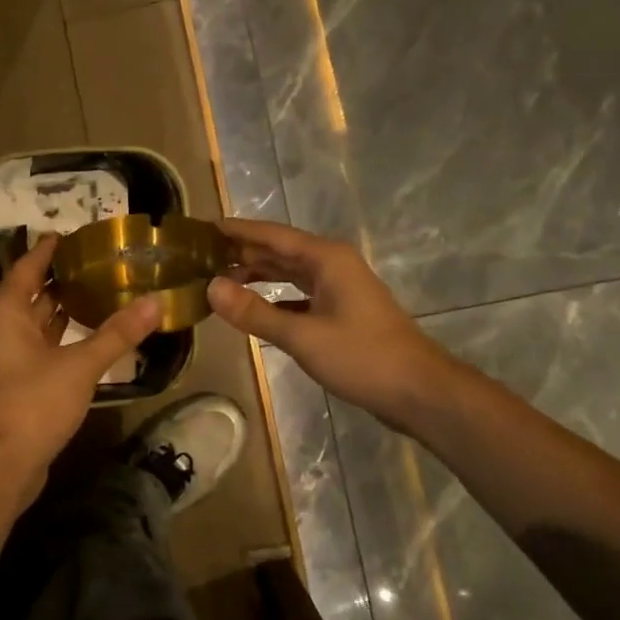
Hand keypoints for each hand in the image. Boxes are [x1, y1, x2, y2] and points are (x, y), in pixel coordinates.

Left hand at [0, 236, 160, 485]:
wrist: (0, 464)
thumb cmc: (33, 402)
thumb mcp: (81, 365)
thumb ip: (117, 334)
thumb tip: (155, 304)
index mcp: (7, 313)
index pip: (26, 268)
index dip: (46, 251)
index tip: (68, 234)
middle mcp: (0, 331)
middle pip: (30, 295)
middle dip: (59, 280)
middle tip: (95, 264)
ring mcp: (5, 361)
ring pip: (35, 326)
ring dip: (60, 312)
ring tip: (97, 294)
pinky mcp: (15, 387)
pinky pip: (39, 351)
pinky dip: (61, 341)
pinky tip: (88, 341)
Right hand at [206, 218, 452, 430]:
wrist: (419, 391)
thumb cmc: (362, 357)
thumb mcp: (302, 336)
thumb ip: (254, 312)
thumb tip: (210, 287)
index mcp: (325, 258)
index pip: (271, 235)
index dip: (237, 230)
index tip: (203, 227)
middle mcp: (331, 264)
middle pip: (278, 250)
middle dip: (241, 251)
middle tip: (200, 256)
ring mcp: (338, 288)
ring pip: (288, 272)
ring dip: (256, 274)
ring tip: (218, 278)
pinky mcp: (340, 311)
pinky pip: (298, 293)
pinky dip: (274, 296)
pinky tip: (252, 306)